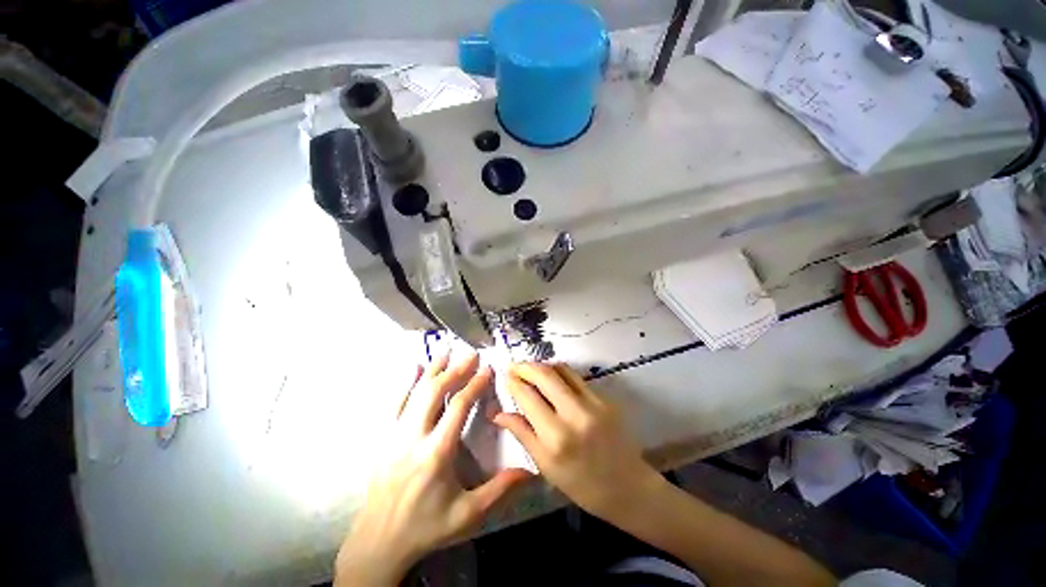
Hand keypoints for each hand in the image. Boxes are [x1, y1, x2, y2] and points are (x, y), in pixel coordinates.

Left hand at [336, 353, 531, 585]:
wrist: (379, 541)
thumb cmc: (427, 526)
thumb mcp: (467, 515)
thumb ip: (499, 490)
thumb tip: (531, 471)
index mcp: (436, 453)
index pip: (458, 407)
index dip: (474, 384)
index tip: (487, 369)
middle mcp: (413, 438)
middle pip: (434, 392)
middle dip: (455, 370)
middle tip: (471, 354)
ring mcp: (394, 435)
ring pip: (414, 393)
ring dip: (432, 369)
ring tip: (447, 351)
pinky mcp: (384, 438)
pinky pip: (394, 403)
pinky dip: (405, 383)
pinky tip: (414, 367)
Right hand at [493, 363, 663, 520]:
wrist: (627, 487)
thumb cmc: (581, 485)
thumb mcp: (545, 466)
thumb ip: (522, 434)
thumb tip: (498, 414)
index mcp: (555, 438)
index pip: (528, 397)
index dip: (514, 382)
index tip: (506, 376)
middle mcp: (574, 414)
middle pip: (545, 375)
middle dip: (526, 366)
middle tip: (514, 366)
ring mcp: (593, 403)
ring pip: (562, 370)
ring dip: (543, 365)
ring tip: (531, 369)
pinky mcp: (604, 398)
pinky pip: (576, 377)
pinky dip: (560, 372)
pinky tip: (552, 378)